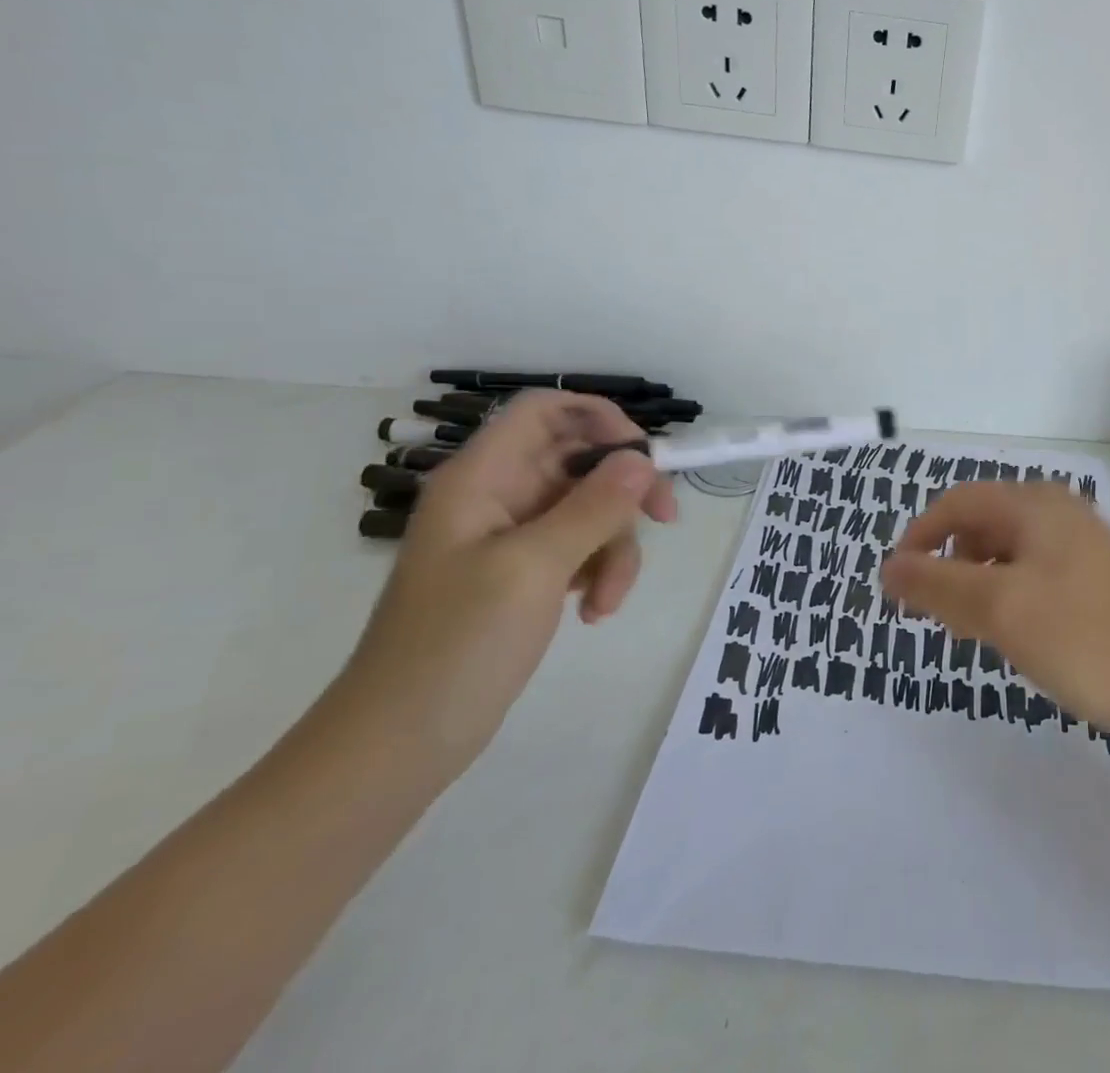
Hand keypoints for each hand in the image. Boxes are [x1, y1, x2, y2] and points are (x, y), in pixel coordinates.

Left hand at [338, 391, 675, 774]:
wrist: (397, 745)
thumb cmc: (455, 646)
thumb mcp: (533, 569)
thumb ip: (593, 507)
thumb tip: (644, 458)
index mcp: (482, 479)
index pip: (546, 411)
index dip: (599, 418)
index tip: (644, 457)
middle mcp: (498, 496)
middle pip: (581, 460)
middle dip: (625, 492)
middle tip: (665, 520)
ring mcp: (512, 537)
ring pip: (591, 508)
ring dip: (615, 547)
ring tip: (607, 599)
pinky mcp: (524, 574)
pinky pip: (582, 548)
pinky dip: (599, 572)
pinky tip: (594, 612)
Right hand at [879, 482, 1109, 745]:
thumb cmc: (1081, 638)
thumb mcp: (998, 609)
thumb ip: (936, 584)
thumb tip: (887, 568)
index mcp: (1035, 504)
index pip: (956, 503)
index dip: (919, 538)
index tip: (898, 586)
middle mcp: (1059, 511)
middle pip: (982, 523)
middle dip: (949, 563)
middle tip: (938, 615)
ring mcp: (1082, 544)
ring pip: (1007, 551)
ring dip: (978, 583)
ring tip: (974, 630)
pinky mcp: (1097, 577)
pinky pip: (1034, 572)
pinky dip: (1009, 595)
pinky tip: (1015, 634)